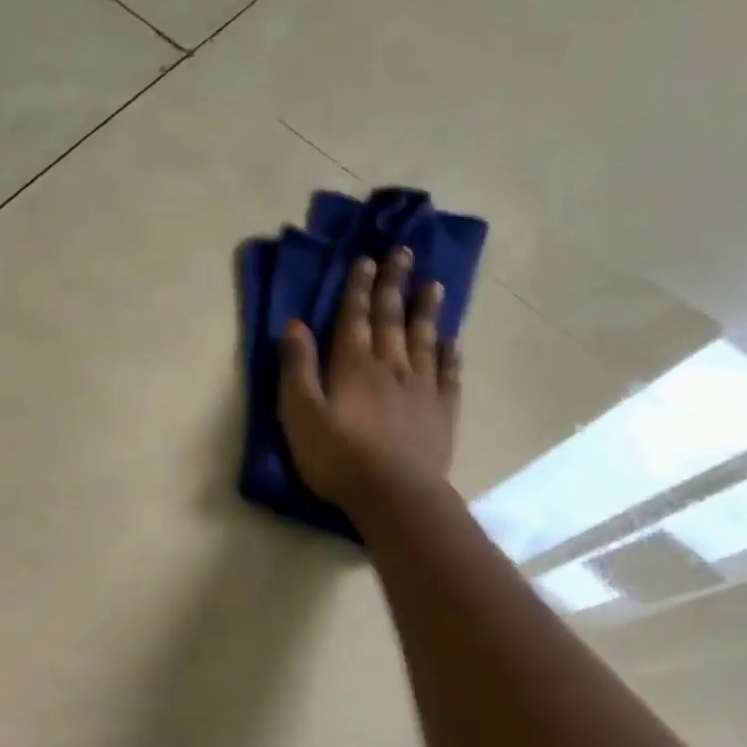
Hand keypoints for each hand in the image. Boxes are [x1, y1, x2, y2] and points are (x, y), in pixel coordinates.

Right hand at [277, 246, 461, 510]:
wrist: (394, 494)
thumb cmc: (338, 457)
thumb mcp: (300, 415)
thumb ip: (297, 369)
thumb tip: (294, 325)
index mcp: (354, 365)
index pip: (354, 317)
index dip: (359, 288)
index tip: (367, 260)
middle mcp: (391, 365)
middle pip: (392, 318)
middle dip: (394, 284)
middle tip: (404, 252)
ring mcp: (422, 387)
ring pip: (425, 337)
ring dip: (427, 309)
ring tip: (434, 284)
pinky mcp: (441, 410)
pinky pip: (448, 371)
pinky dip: (450, 351)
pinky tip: (452, 340)